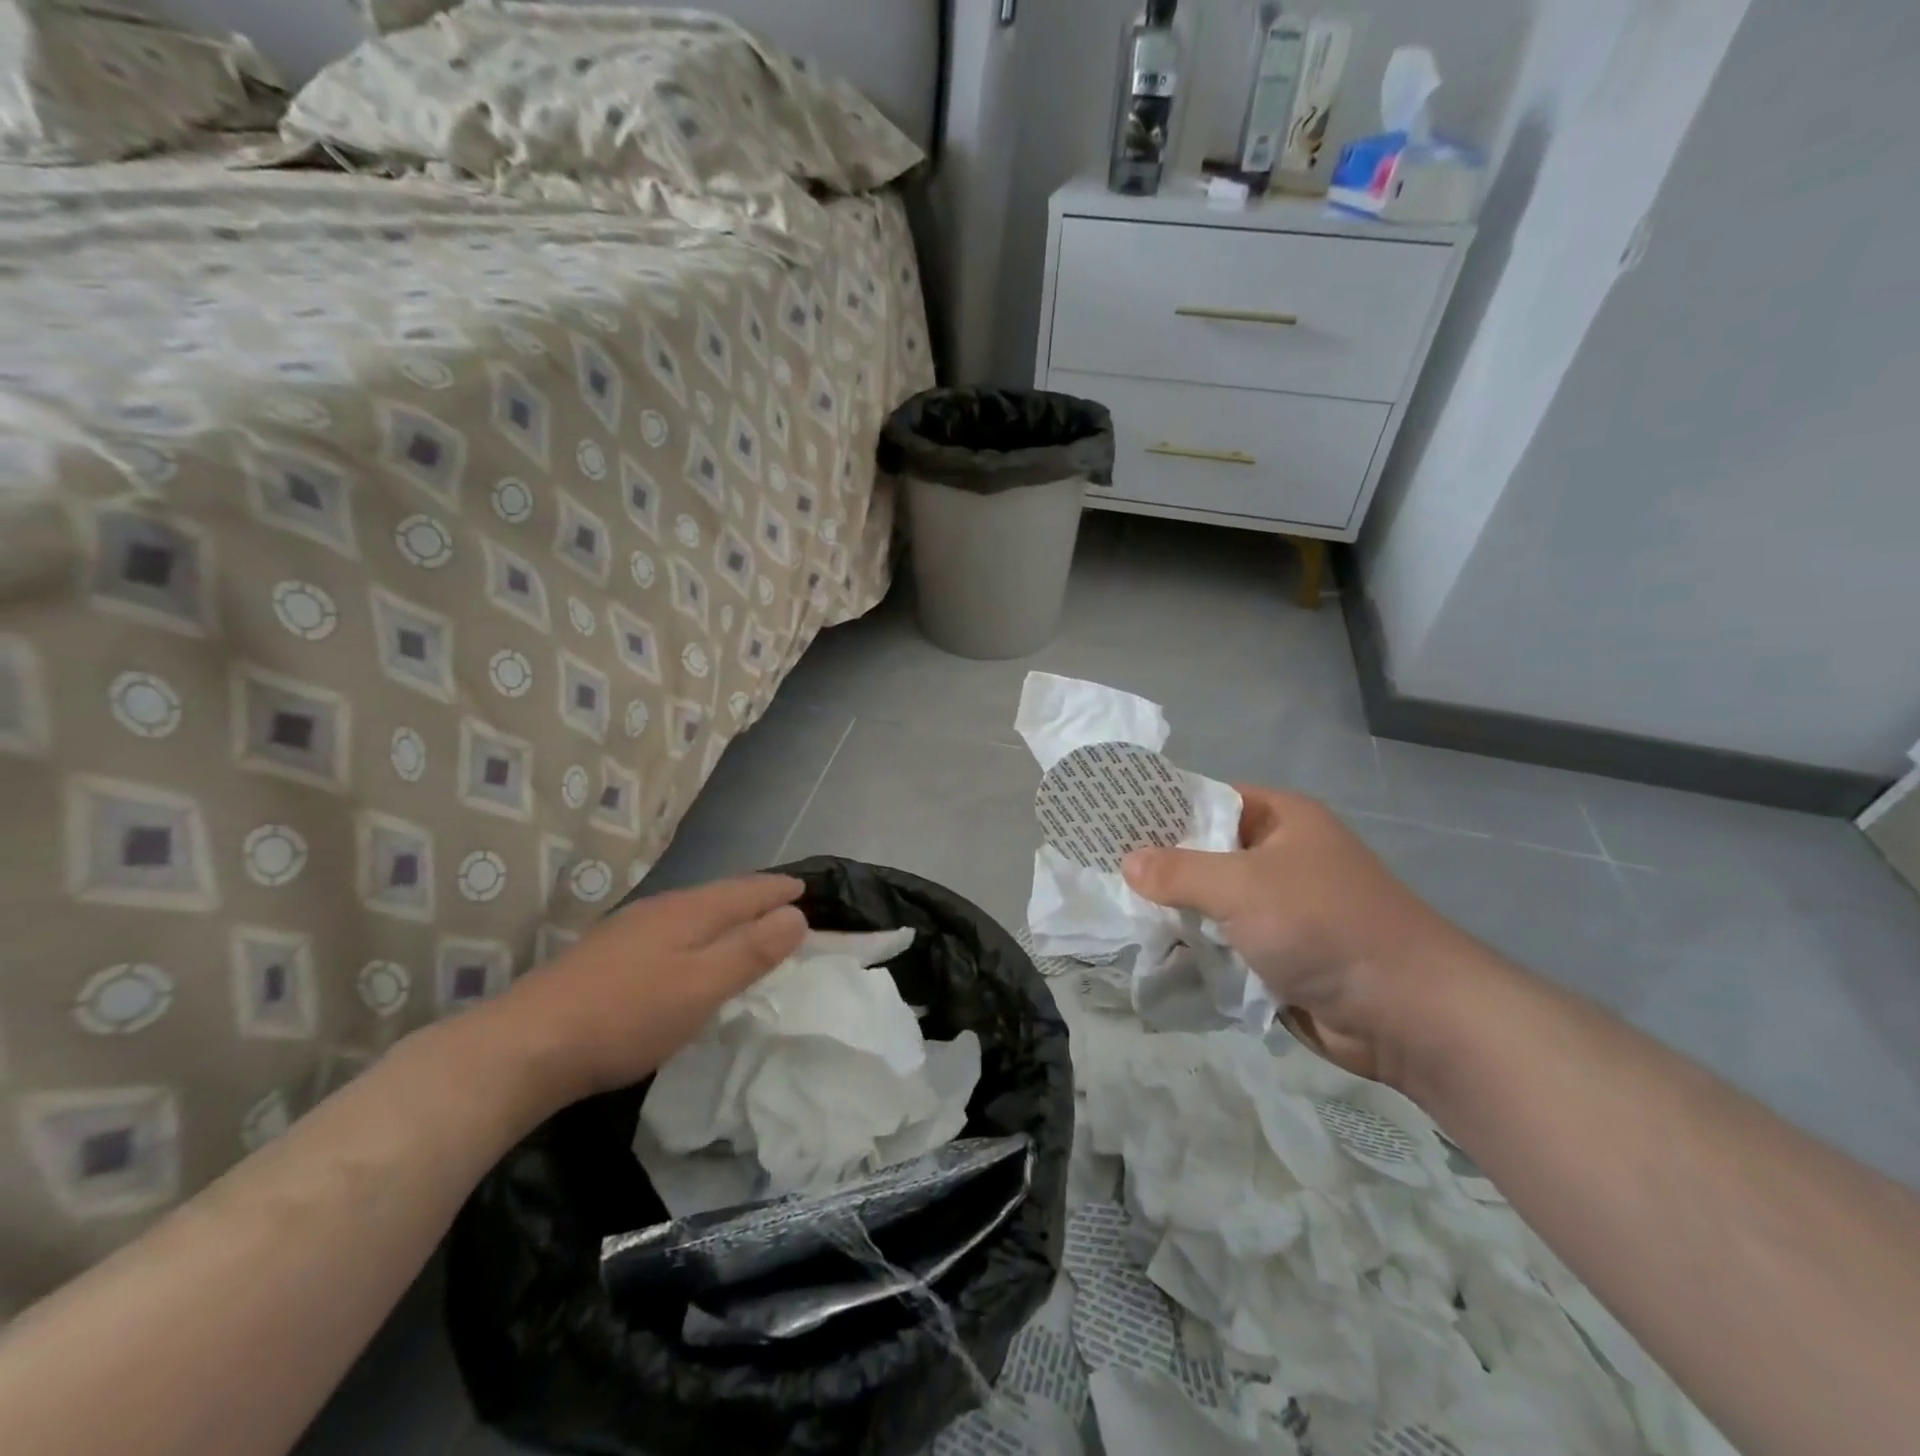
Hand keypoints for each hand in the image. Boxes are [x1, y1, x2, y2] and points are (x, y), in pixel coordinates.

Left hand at [477, 874, 806, 1107]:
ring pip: (692, 911)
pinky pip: (670, 929)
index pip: (746, 890)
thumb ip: (751, 951)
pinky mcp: (606, 954)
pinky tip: (686, 952)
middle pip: (719, 894)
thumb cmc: (627, 1016)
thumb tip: (796, 915)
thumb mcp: (702, 987)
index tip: (804, 888)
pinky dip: (697, 932)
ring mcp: (628, 930)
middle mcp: (660, 909)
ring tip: (743, 924)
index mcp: (690, 912)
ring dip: (725, 914)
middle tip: (782, 903)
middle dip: (754, 896)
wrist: (525, 1046)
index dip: (778, 889)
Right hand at [1123, 787, 1475, 1080]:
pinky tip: (1153, 952)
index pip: (1206, 800)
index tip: (1108, 823)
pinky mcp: (1280, 953)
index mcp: (1280, 819)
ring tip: (1117, 914)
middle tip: (1102, 873)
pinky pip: (1226, 941)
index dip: (1160, 810)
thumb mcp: (1243, 887)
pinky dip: (1198, 948)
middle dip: (1160, 868)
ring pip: (1212, 902)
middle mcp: (1280, 856)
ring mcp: (1280, 907)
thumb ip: (1179, 872)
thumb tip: (1126, 862)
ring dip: (1177, 913)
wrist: (1408, 1013)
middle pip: (1205, 853)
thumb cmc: (1324, 926)